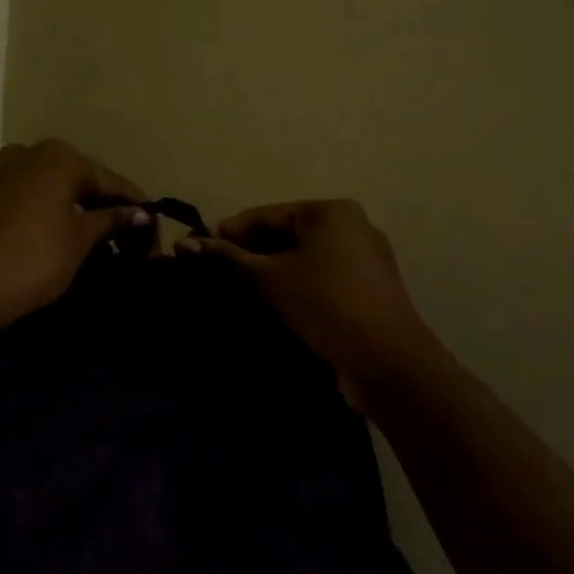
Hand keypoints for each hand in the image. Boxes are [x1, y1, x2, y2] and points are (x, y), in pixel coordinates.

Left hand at [0, 140, 149, 341]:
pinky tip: (22, 240)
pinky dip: (17, 216)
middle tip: (112, 230)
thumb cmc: (33, 262)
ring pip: (31, 187)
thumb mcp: (80, 241)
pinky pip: (0, 203)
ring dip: (51, 205)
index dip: (131, 202)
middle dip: (90, 200)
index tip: (150, 220)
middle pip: (67, 177)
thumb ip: (110, 220)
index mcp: (56, 158)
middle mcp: (20, 154)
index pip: (106, 178)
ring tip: (67, 234)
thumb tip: (140, 212)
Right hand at [180, 200, 445, 403]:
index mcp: (331, 211)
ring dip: (272, 270)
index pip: (267, 214)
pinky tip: (274, 303)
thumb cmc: (326, 305)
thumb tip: (184, 243)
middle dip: (251, 252)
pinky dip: (297, 283)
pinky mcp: (369, 287)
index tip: (196, 248)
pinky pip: (323, 275)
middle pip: (287, 233)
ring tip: (238, 288)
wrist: (389, 361)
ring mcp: (365, 257)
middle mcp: (352, 225)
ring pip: (305, 257)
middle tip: (215, 272)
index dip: (229, 231)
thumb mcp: (271, 278)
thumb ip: (229, 258)